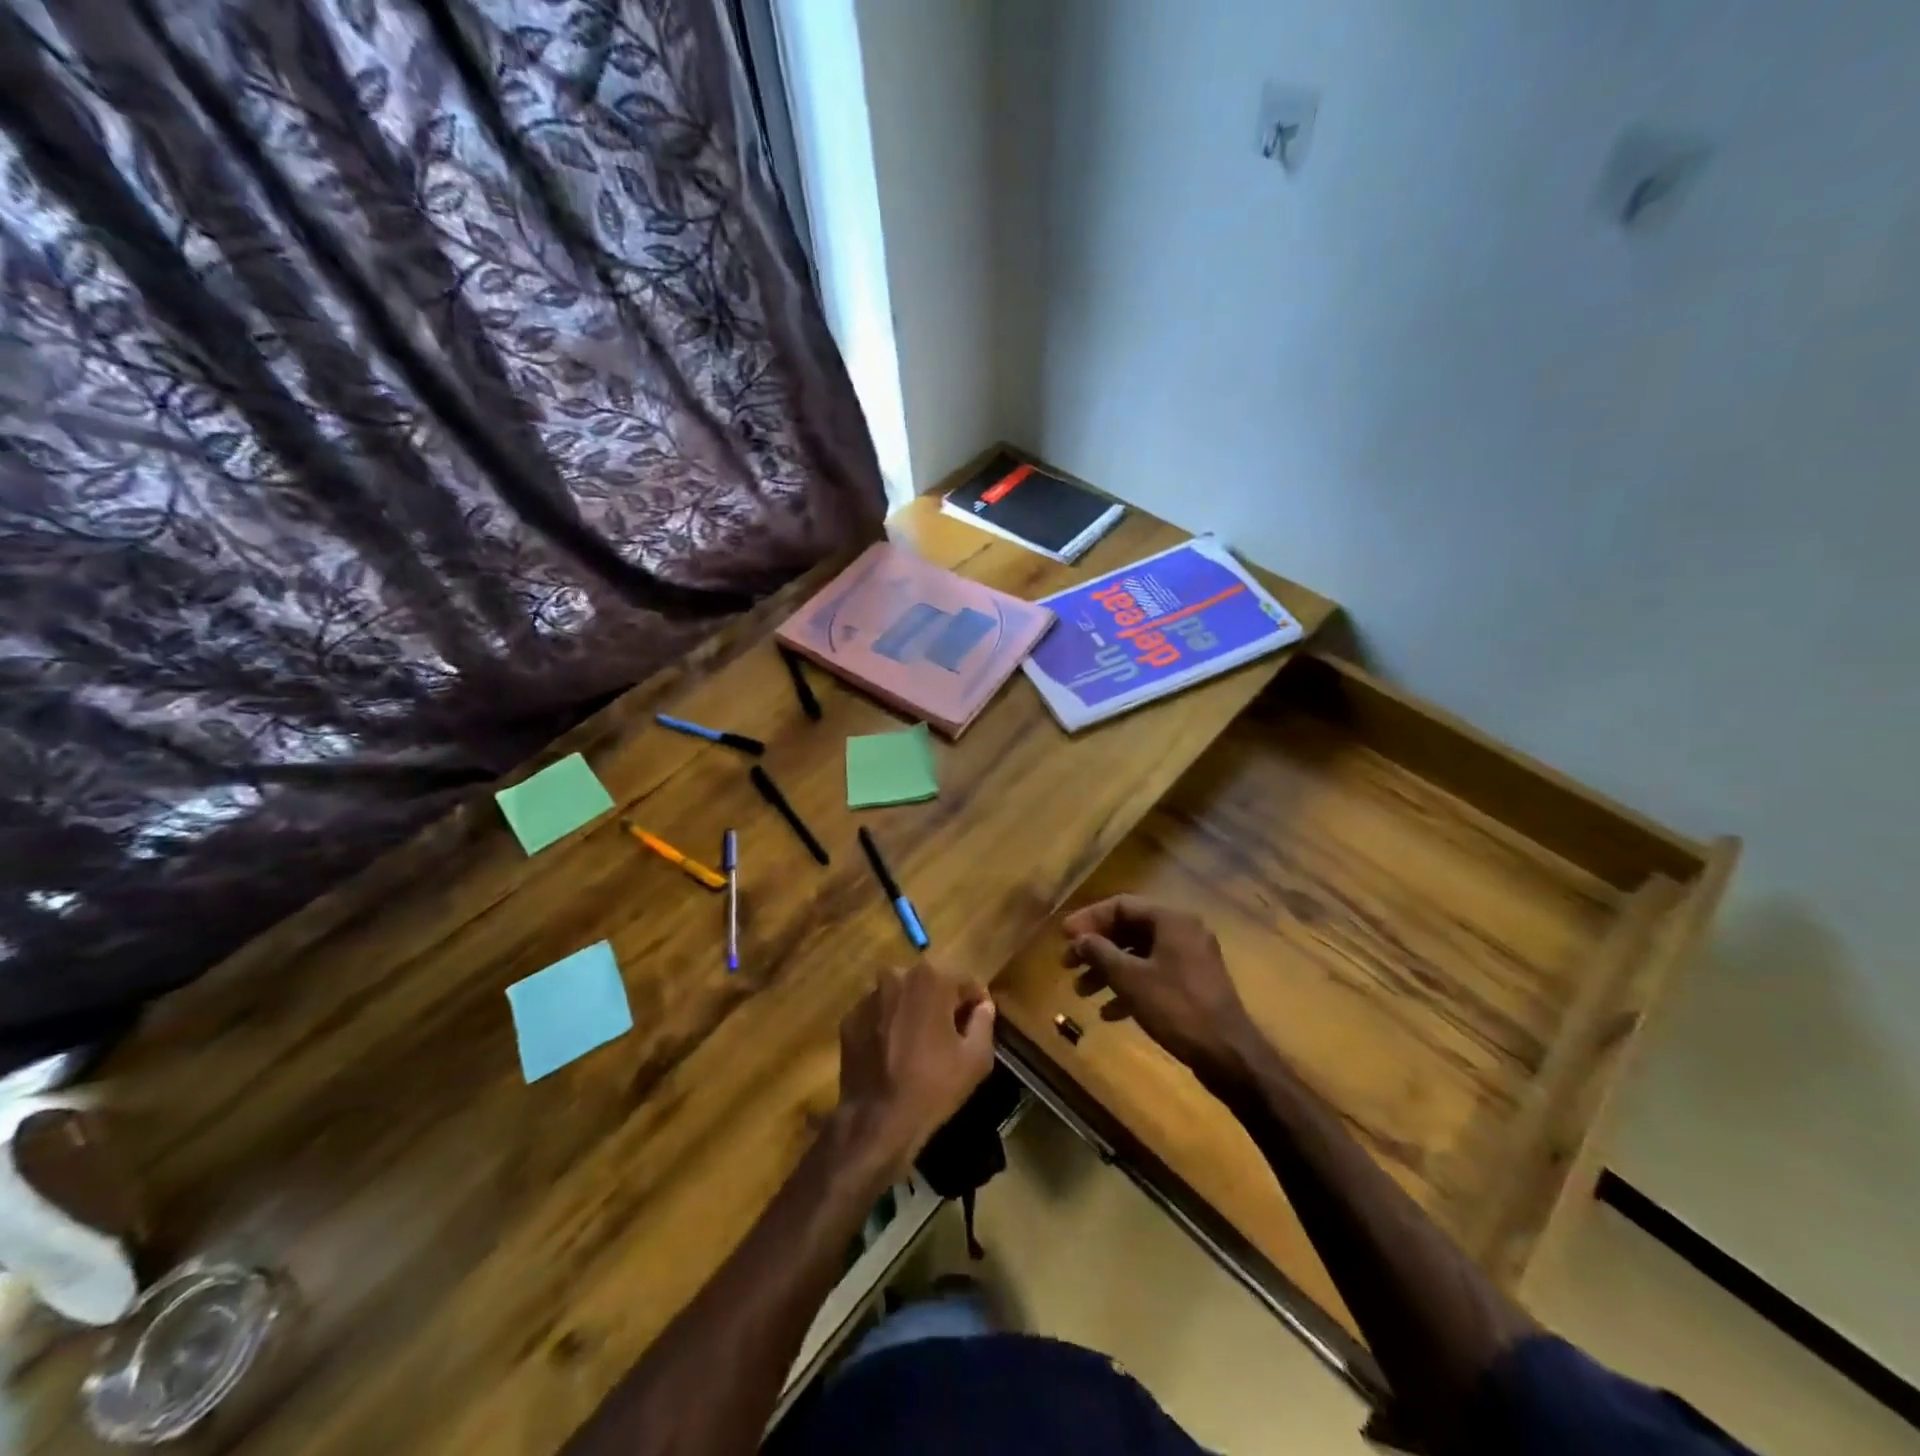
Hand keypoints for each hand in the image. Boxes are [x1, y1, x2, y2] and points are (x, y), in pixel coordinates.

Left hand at [835, 962, 996, 1178]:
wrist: (877, 1120)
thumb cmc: (933, 1086)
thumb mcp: (976, 1058)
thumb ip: (984, 1022)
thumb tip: (983, 1006)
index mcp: (931, 979)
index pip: (965, 982)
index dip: (976, 1003)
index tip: (978, 1024)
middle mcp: (897, 976)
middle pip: (930, 984)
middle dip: (943, 1003)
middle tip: (950, 1035)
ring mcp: (869, 997)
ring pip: (902, 997)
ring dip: (913, 1012)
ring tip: (919, 1045)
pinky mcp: (849, 1018)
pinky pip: (878, 1014)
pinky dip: (888, 1026)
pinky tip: (893, 1054)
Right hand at [1061, 895, 1259, 1074]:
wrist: (1228, 1055)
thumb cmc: (1176, 1008)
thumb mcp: (1131, 979)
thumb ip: (1100, 953)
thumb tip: (1079, 939)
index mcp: (1171, 920)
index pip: (1121, 905)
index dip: (1089, 919)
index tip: (1064, 937)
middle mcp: (1182, 931)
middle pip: (1129, 930)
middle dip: (1096, 948)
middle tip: (1067, 965)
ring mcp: (1190, 959)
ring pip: (1139, 955)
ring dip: (1108, 970)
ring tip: (1081, 992)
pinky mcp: (1192, 985)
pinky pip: (1153, 975)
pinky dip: (1129, 987)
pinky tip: (1108, 1012)